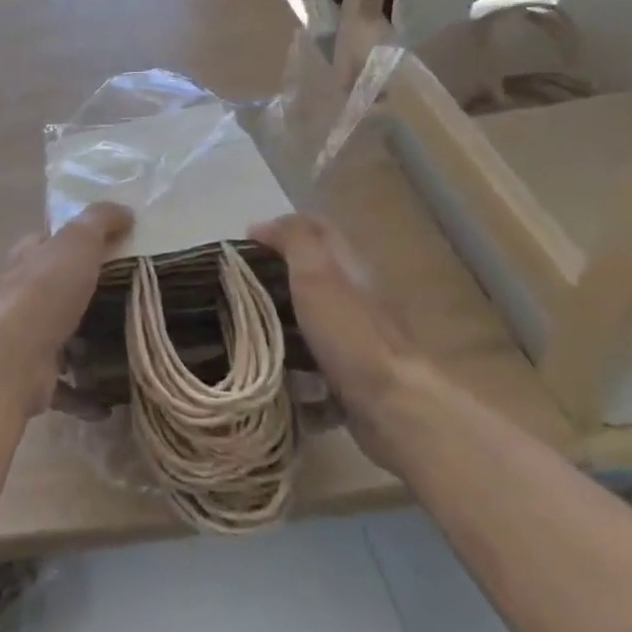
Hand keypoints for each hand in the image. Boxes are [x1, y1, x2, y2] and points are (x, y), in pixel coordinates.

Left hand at [0, 203, 133, 413]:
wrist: (13, 358)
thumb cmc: (45, 291)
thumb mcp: (77, 243)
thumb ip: (99, 221)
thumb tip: (123, 209)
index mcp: (26, 260)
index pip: (45, 241)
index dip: (69, 238)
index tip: (105, 244)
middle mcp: (18, 296)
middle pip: (50, 288)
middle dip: (77, 291)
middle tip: (121, 295)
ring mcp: (22, 338)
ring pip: (54, 335)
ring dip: (77, 341)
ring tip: (117, 345)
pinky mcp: (31, 377)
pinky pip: (61, 385)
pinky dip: (81, 394)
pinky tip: (106, 403)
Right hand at [249, 213, 412, 456]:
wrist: (394, 406)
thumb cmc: (350, 333)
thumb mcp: (316, 272)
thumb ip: (294, 240)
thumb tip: (261, 226)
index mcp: (349, 265)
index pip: (316, 228)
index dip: (280, 227)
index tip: (243, 245)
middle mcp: (356, 295)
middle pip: (312, 272)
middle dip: (275, 275)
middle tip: (237, 288)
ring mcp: (357, 337)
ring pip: (311, 318)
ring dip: (281, 322)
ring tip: (245, 331)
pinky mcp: (353, 375)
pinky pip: (315, 362)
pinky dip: (294, 366)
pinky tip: (273, 375)